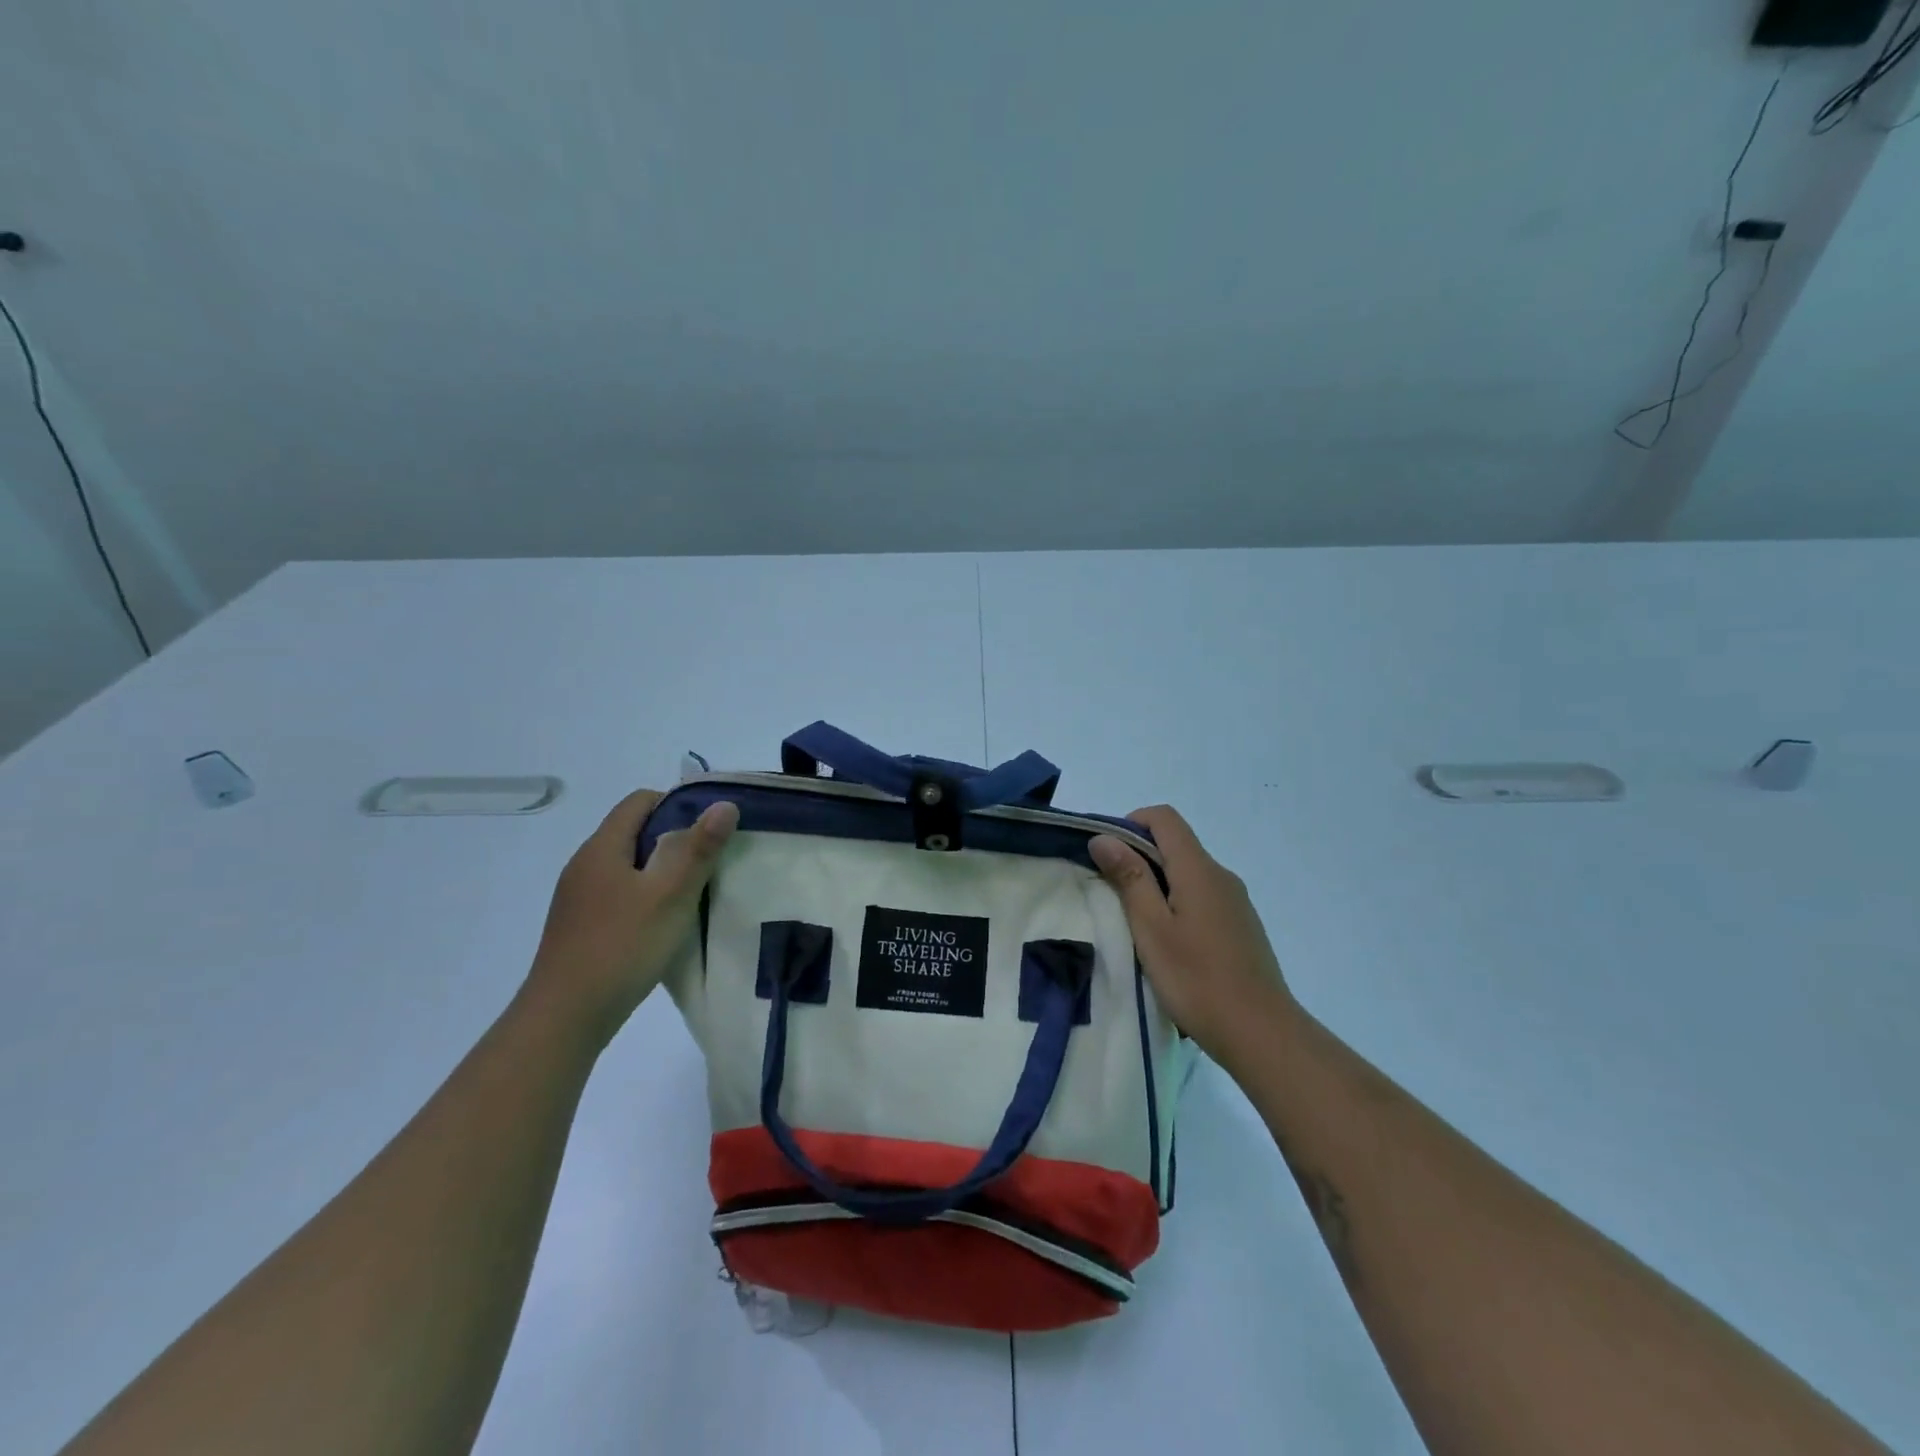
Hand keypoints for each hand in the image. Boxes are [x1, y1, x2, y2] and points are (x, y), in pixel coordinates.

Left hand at [524, 789, 738, 1048]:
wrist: (564, 1018)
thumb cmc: (621, 947)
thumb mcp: (671, 894)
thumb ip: (698, 848)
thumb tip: (723, 804)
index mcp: (602, 848)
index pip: (640, 801)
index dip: (678, 805)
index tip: (710, 829)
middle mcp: (585, 865)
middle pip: (634, 832)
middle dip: (675, 840)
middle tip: (710, 862)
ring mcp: (579, 898)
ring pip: (628, 866)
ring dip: (661, 872)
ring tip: (693, 894)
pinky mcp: (580, 927)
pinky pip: (619, 894)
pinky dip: (645, 897)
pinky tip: (664, 924)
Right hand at [1090, 806, 1297, 1069]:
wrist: (1262, 1034)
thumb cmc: (1197, 980)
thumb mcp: (1151, 928)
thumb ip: (1129, 878)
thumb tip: (1105, 837)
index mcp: (1199, 869)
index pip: (1164, 818)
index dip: (1131, 824)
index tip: (1107, 855)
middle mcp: (1222, 876)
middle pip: (1176, 844)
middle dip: (1139, 856)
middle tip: (1112, 894)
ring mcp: (1236, 902)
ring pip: (1189, 873)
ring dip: (1158, 883)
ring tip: (1137, 923)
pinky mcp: (1242, 926)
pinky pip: (1203, 897)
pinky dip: (1178, 903)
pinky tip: (1170, 944)